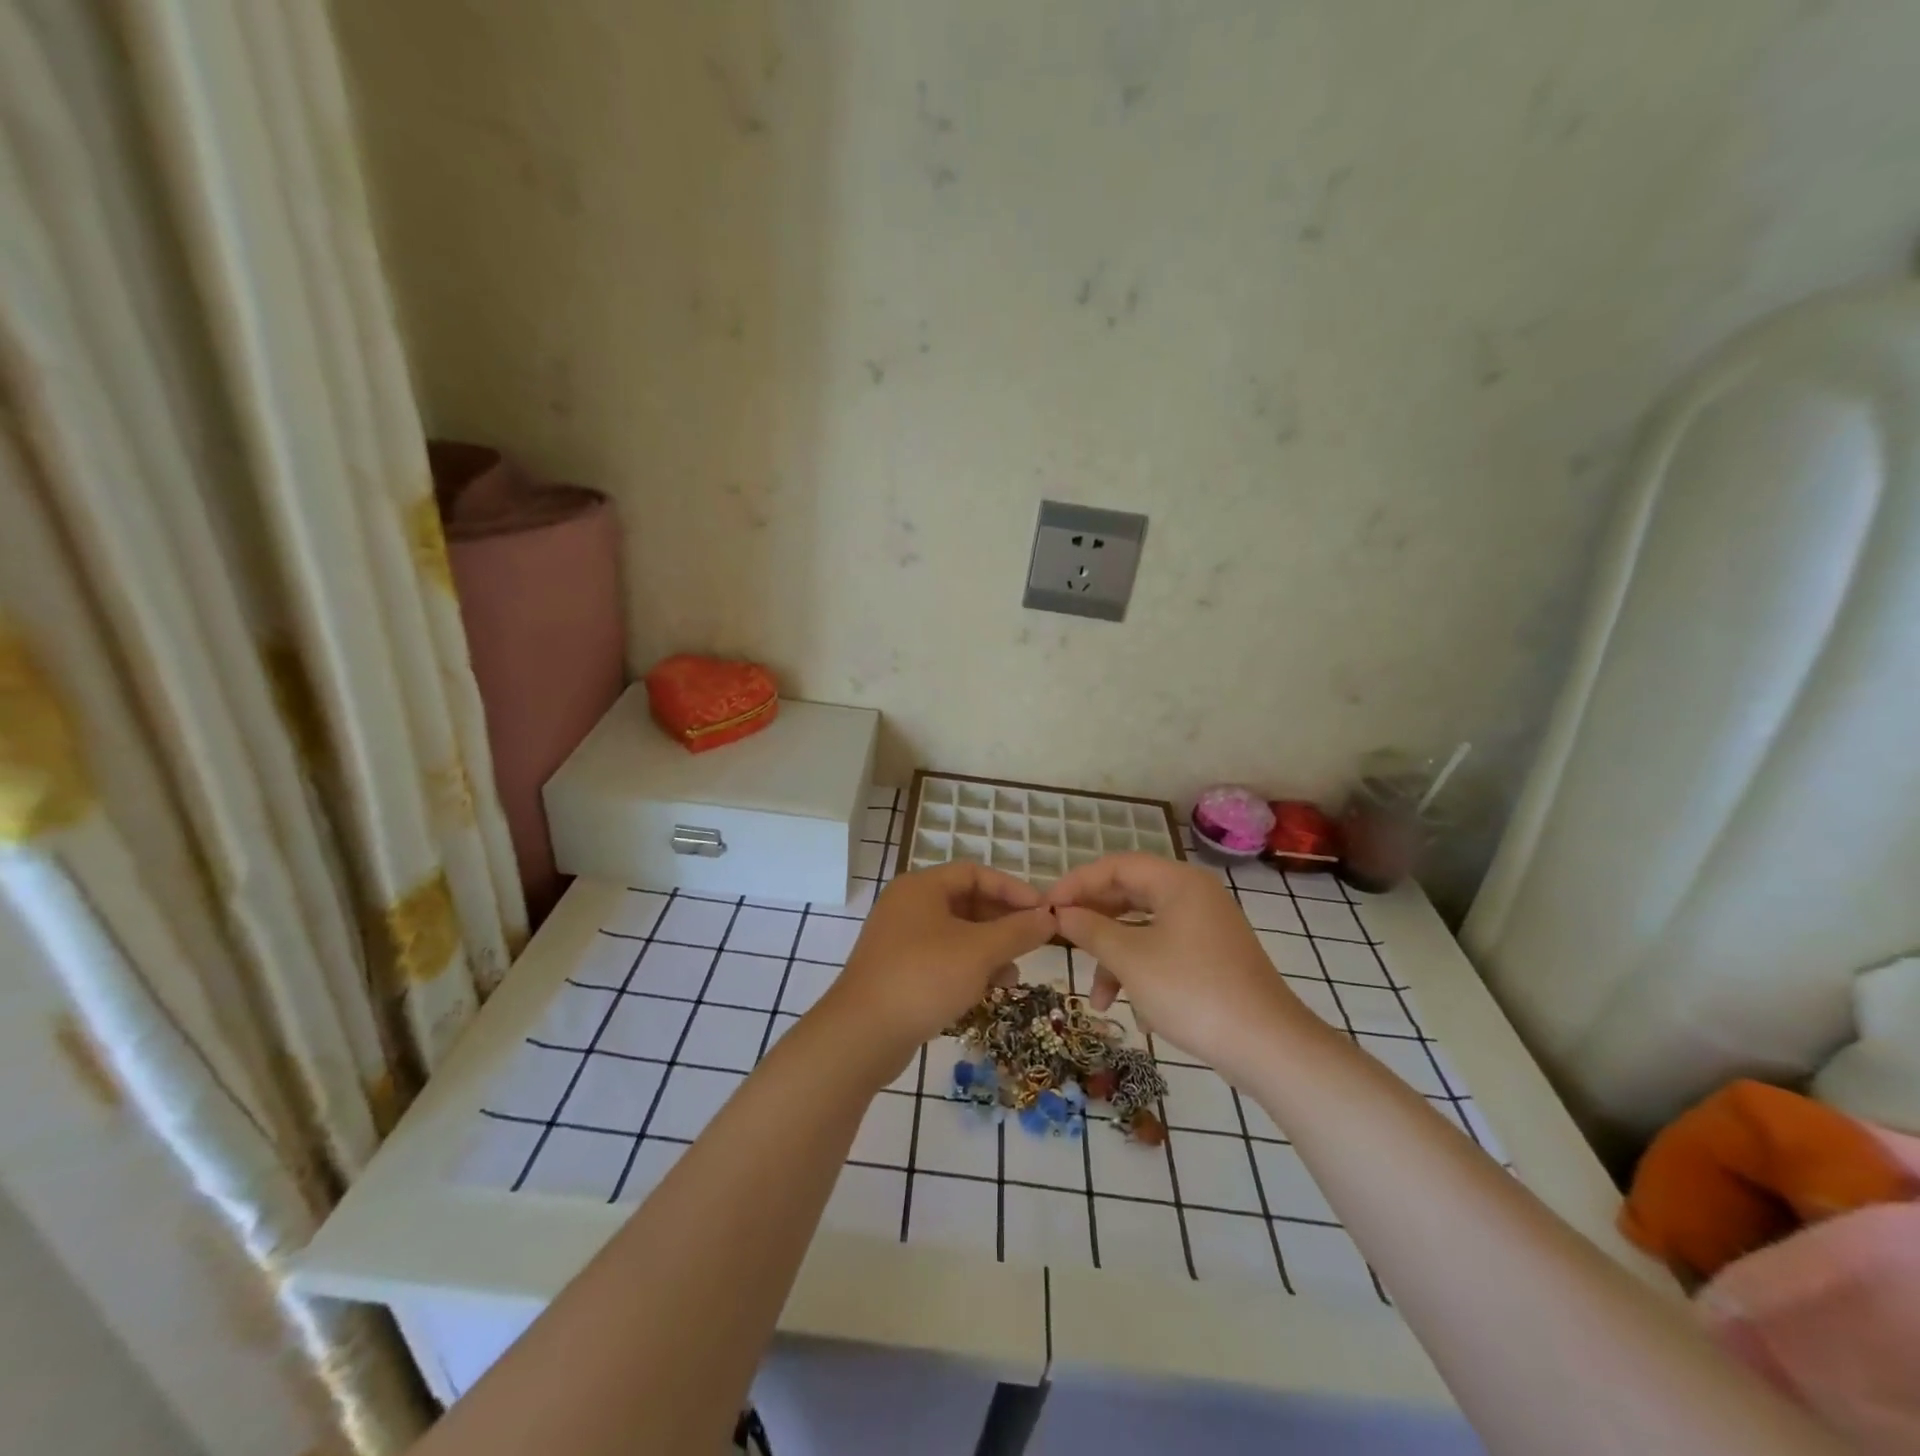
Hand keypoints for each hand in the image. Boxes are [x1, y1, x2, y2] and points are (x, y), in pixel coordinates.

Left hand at [816, 862, 1056, 1074]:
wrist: (862, 1035)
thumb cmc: (924, 978)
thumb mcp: (979, 951)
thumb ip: (1018, 931)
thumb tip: (1049, 917)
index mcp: (921, 887)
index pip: (975, 873)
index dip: (1012, 888)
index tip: (1043, 911)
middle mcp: (907, 906)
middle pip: (965, 902)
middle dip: (1003, 922)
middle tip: (1034, 941)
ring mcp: (899, 940)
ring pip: (956, 934)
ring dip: (989, 949)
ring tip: (1014, 973)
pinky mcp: (898, 971)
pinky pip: (942, 959)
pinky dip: (968, 968)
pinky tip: (988, 990)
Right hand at [1046, 853, 1317, 1080]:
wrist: (1268, 1046)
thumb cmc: (1192, 991)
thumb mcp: (1130, 959)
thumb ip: (1090, 930)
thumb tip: (1059, 914)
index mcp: (1177, 881)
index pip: (1115, 866)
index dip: (1076, 883)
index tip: (1046, 908)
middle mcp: (1193, 894)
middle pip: (1129, 895)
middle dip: (1094, 923)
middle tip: (1061, 942)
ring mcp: (1206, 926)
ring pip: (1144, 928)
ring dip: (1116, 958)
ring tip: (1099, 1000)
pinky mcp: (1213, 957)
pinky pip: (1165, 950)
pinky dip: (1143, 972)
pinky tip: (1139, 1013)